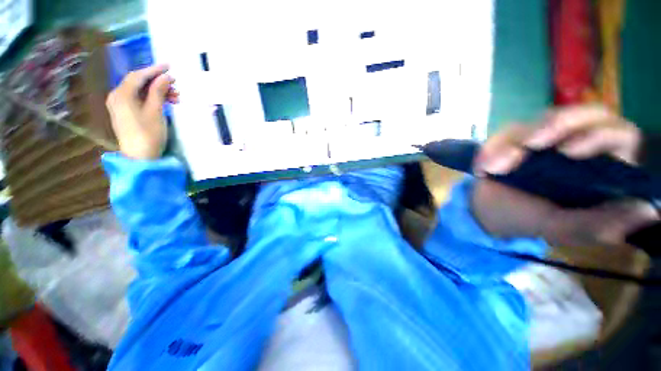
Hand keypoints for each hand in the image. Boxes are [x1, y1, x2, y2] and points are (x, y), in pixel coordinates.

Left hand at [105, 65, 178, 159]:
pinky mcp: (125, 113)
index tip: (170, 66)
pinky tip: (165, 103)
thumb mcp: (155, 111)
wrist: (140, 157)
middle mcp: (117, 96)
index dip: (154, 70)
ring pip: (140, 91)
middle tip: (176, 87)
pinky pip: (139, 99)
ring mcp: (120, 105)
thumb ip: (158, 91)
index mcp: (121, 94)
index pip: (138, 76)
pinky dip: (152, 99)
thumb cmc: (148, 134)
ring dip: (158, 92)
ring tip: (175, 98)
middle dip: (158, 83)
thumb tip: (166, 77)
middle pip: (138, 83)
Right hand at [471, 105, 657, 248]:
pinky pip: (506, 132)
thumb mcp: (561, 228)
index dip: (600, 134)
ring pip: (540, 120)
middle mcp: (577, 145)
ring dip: (513, 142)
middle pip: (583, 114)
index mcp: (600, 167)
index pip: (618, 134)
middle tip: (530, 144)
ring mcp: (546, 138)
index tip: (569, 152)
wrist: (489, 212)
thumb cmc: (527, 219)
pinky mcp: (516, 138)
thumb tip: (647, 212)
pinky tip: (482, 168)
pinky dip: (492, 148)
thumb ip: (598, 225)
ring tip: (493, 168)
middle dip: (556, 126)